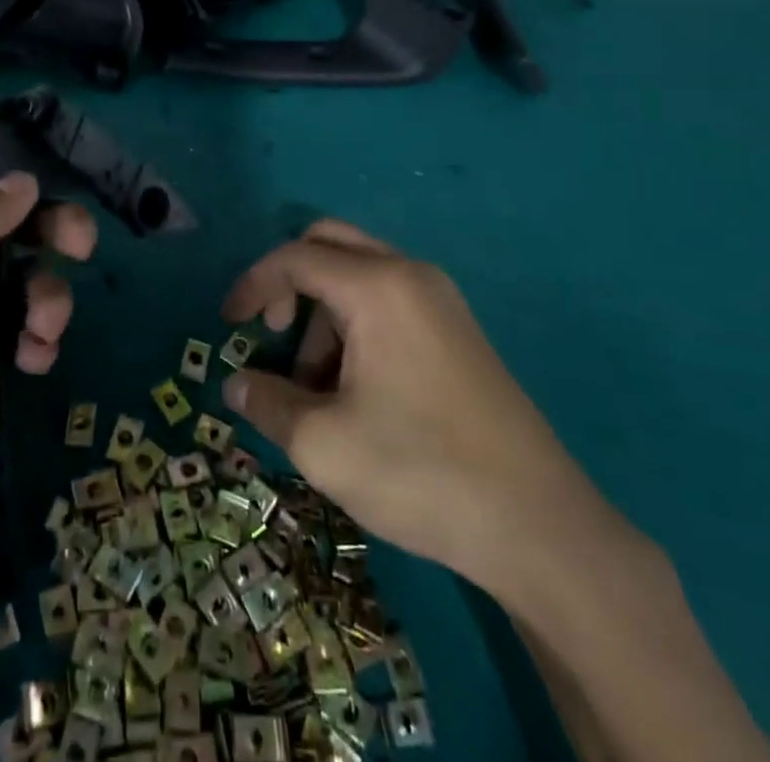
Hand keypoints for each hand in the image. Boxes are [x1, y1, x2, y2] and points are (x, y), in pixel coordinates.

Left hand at [0, 165, 95, 557]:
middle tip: (82, 247)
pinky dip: (39, 340)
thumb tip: (28, 181)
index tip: (58, 193)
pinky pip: (24, 331)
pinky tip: (34, 361)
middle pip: (10, 226)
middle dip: (50, 234)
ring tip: (44, 329)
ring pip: (25, 279)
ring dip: (48, 297)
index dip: (15, 179)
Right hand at [221, 220, 621, 592]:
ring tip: (317, 386)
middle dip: (288, 281)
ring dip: (322, 311)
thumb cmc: (420, 472)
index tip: (228, 324)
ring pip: (358, 273)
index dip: (252, 284)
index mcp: (377, 287)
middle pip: (329, 243)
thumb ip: (267, 402)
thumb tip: (235, 383)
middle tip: (271, 332)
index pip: (294, 258)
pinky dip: (355, 322)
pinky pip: (388, 298)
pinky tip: (356, 386)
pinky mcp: (457, 328)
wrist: (540, 526)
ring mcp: (440, 298)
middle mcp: (410, 274)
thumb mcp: (323, 445)